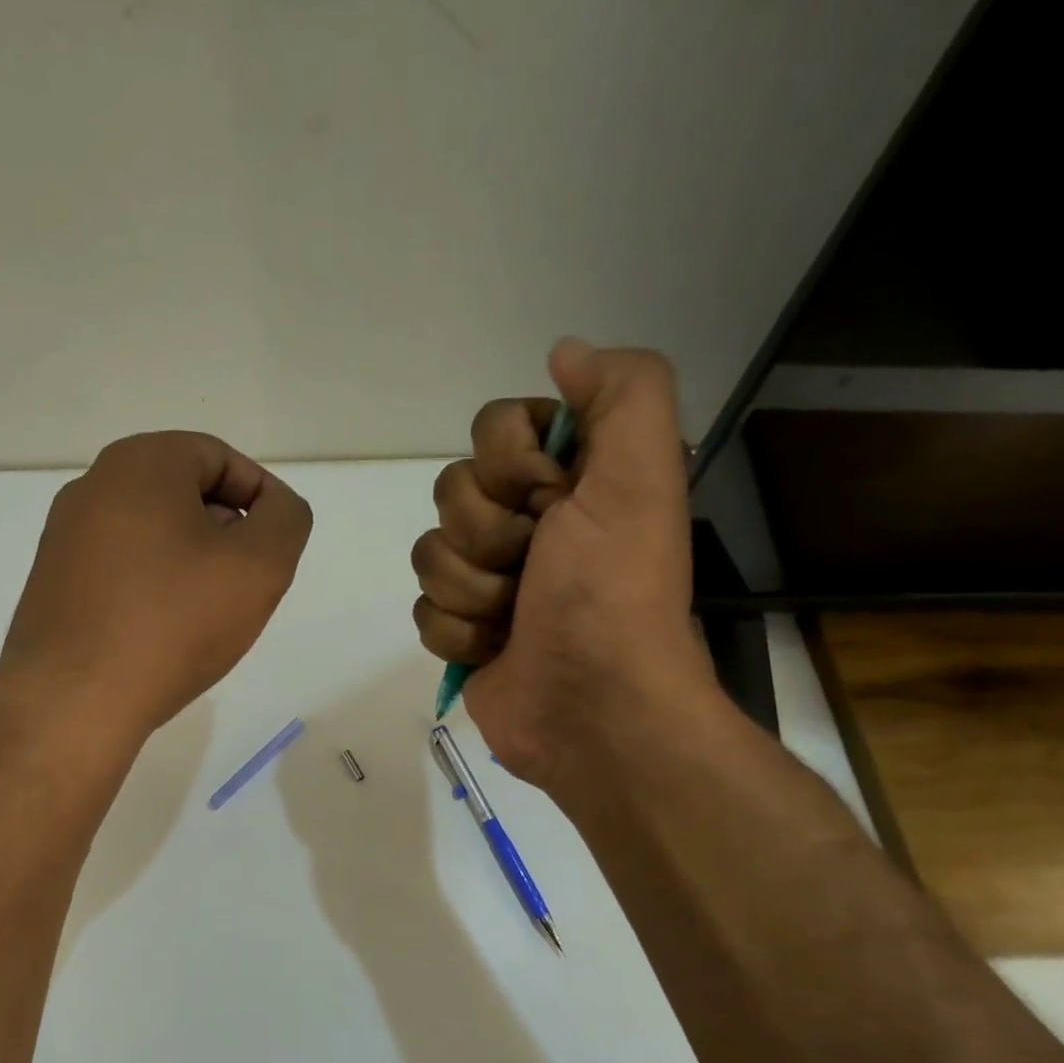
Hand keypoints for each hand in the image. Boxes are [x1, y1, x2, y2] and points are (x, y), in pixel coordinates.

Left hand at [0, 432, 311, 736]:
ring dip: (193, 562)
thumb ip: (286, 519)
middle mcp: (94, 485)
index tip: (275, 549)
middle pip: (185, 493)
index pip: (221, 458)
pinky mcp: (54, 581)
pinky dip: (156, 585)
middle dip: (228, 532)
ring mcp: (66, 535)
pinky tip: (166, 631)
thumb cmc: (173, 622)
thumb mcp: (260, 565)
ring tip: (209, 614)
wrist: (72, 702)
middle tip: (246, 584)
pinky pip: (123, 566)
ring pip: (155, 532)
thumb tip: (273, 508)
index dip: (261, 499)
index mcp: (141, 462)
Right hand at [411, 339, 719, 792]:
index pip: (492, 426)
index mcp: (569, 480)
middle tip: (536, 567)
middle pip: (451, 489)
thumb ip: (623, 393)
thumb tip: (565, 352)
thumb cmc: (611, 592)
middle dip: (490, 535)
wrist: (594, 711)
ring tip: (517, 618)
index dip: (511, 463)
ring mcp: (490, 578)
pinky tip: (497, 650)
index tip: (552, 500)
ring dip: (474, 590)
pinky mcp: (463, 629)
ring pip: (429, 551)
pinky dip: (460, 633)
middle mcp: (528, 521)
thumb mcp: (640, 477)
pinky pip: (423, 608)